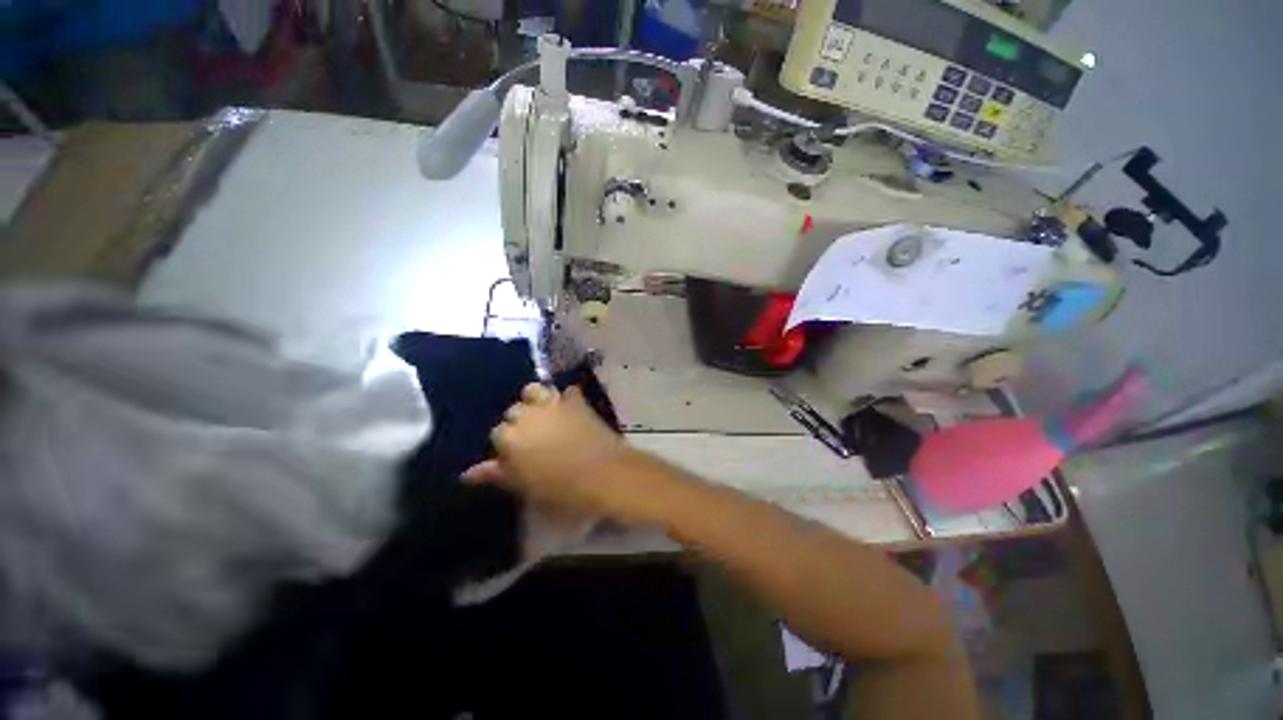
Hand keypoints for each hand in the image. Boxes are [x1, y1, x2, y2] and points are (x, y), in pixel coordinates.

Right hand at [464, 383, 635, 518]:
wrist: (603, 474)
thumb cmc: (562, 488)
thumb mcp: (525, 486)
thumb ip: (497, 474)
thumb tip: (468, 473)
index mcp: (510, 437)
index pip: (497, 433)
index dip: (507, 444)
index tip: (518, 454)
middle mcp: (528, 414)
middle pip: (514, 410)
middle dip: (520, 420)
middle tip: (534, 437)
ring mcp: (553, 403)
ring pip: (534, 391)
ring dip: (536, 400)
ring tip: (544, 415)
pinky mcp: (576, 400)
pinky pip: (566, 392)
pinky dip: (565, 399)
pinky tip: (569, 409)